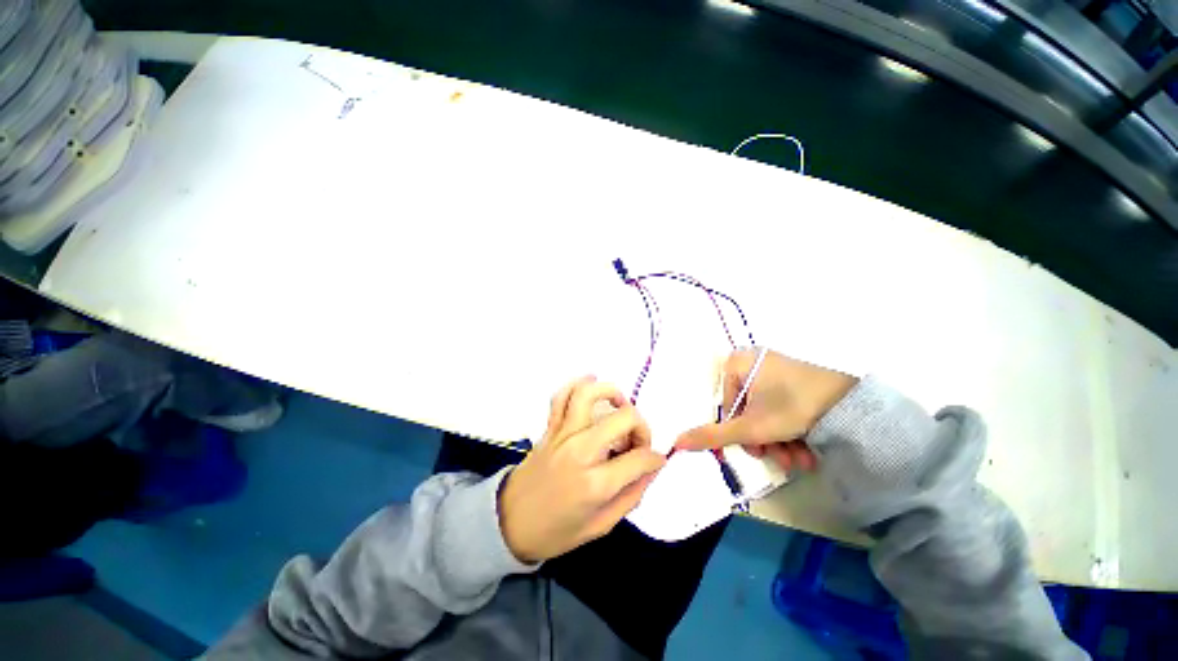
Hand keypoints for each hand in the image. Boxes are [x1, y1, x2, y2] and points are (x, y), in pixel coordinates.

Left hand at [499, 377, 665, 562]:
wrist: (509, 522)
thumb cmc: (557, 531)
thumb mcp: (601, 525)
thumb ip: (631, 495)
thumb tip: (651, 469)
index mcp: (595, 483)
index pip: (639, 458)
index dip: (654, 458)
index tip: (655, 461)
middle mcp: (579, 451)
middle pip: (622, 418)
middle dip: (641, 427)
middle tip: (638, 441)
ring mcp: (562, 434)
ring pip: (588, 395)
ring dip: (610, 392)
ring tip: (620, 405)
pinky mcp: (550, 427)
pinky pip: (562, 395)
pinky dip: (577, 383)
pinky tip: (591, 383)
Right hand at [675, 349, 856, 470]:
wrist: (853, 403)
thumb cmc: (791, 408)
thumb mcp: (749, 427)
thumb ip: (712, 436)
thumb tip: (676, 442)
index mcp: (737, 363)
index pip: (726, 404)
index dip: (737, 431)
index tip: (754, 449)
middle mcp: (755, 362)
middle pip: (747, 410)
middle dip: (763, 441)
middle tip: (778, 458)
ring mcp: (778, 370)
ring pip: (767, 412)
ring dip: (780, 443)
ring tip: (798, 462)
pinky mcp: (798, 380)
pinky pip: (784, 407)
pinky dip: (792, 431)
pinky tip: (807, 452)